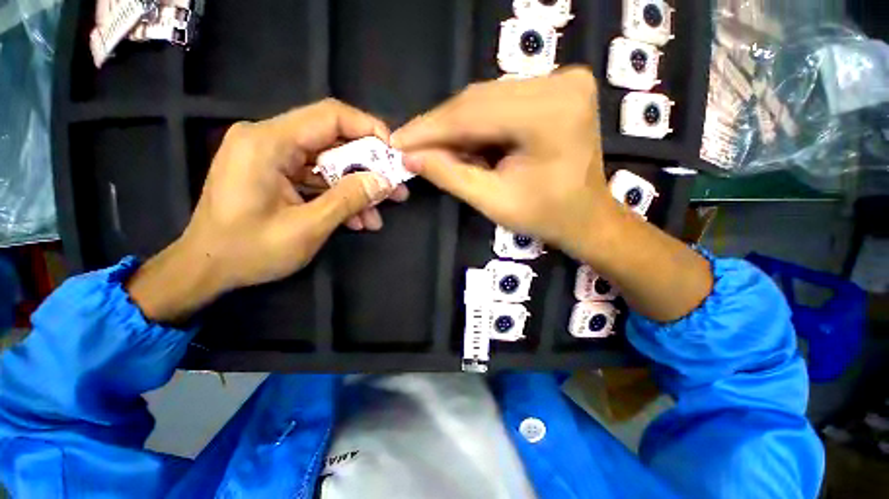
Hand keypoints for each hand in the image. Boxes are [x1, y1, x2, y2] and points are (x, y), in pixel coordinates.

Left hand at [128, 99, 402, 321]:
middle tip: (395, 189)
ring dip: (357, 188)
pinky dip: (339, 196)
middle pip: (333, 141)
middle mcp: (269, 139)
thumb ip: (348, 200)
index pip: (330, 116)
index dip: (369, 129)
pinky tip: (358, 220)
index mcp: (268, 143)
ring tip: (379, 213)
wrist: (206, 269)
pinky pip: (317, 178)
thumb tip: (384, 182)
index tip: (394, 154)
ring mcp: (272, 156)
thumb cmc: (249, 251)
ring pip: (329, 163)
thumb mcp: (307, 228)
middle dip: (369, 167)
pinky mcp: (276, 173)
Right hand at [392, 67, 613, 256]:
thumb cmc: (545, 216)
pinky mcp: (557, 87)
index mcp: (550, 113)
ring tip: (435, 150)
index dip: (429, 129)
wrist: (586, 216)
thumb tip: (410, 156)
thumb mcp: (493, 201)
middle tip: (411, 147)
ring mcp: (562, 80)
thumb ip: (449, 175)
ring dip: (457, 126)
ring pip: (486, 99)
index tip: (398, 142)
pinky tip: (464, 143)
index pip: (472, 114)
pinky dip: (477, 123)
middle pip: (478, 101)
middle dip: (440, 128)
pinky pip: (501, 102)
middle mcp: (560, 83)